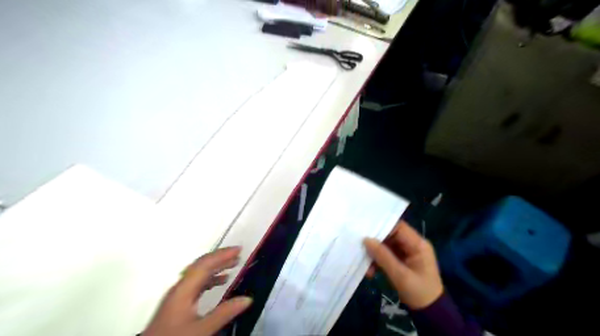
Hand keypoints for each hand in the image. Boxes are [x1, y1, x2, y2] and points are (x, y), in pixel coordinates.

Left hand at [145, 246, 251, 335]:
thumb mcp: (201, 330)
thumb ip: (224, 313)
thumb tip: (247, 298)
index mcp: (183, 289)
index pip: (204, 265)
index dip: (222, 255)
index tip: (239, 249)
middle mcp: (180, 288)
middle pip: (201, 265)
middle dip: (220, 257)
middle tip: (239, 253)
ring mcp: (178, 295)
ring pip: (199, 274)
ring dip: (217, 267)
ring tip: (233, 264)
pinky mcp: (178, 303)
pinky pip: (197, 283)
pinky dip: (211, 279)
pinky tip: (221, 282)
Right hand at [364, 220, 441, 309]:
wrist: (430, 313)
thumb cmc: (419, 293)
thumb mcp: (400, 276)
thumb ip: (383, 256)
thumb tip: (366, 239)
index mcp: (418, 244)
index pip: (398, 227)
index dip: (382, 227)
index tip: (366, 231)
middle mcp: (412, 245)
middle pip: (390, 235)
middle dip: (376, 243)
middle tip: (361, 248)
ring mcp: (407, 253)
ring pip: (386, 246)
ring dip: (375, 254)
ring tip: (366, 266)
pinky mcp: (401, 261)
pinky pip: (386, 255)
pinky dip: (378, 261)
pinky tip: (370, 271)